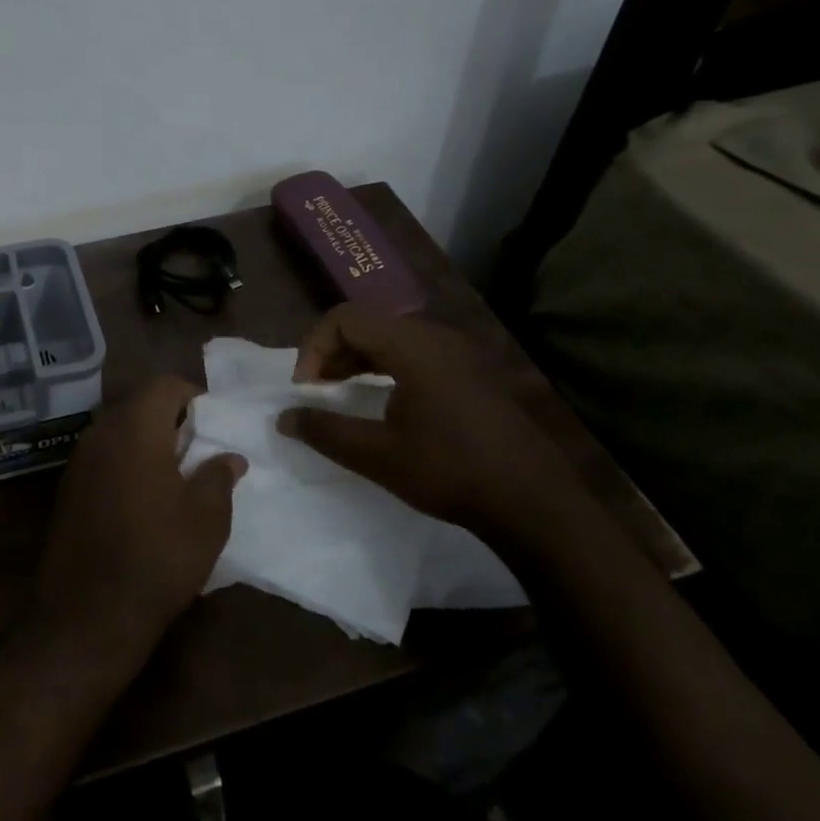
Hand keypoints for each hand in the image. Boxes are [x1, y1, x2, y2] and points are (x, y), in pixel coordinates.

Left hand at [27, 376, 246, 661]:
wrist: (87, 616)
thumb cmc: (158, 556)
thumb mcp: (207, 518)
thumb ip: (219, 477)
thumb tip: (230, 457)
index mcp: (136, 427)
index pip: (165, 385)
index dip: (192, 395)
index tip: (212, 423)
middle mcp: (101, 432)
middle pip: (139, 404)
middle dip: (169, 418)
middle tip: (197, 448)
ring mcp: (78, 461)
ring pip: (118, 431)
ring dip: (146, 442)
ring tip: (174, 475)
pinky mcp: (66, 489)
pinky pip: (102, 458)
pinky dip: (125, 463)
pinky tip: (142, 499)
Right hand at [278, 304, 594, 564]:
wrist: (535, 502)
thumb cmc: (451, 471)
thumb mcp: (378, 455)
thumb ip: (325, 430)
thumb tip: (284, 417)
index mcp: (412, 345)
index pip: (346, 318)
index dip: (315, 346)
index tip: (306, 389)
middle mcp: (436, 336)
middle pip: (368, 322)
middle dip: (333, 351)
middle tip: (316, 391)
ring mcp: (459, 352)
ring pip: (392, 337)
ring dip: (358, 359)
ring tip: (340, 394)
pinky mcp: (472, 372)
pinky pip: (416, 352)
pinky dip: (386, 367)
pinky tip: (382, 401)